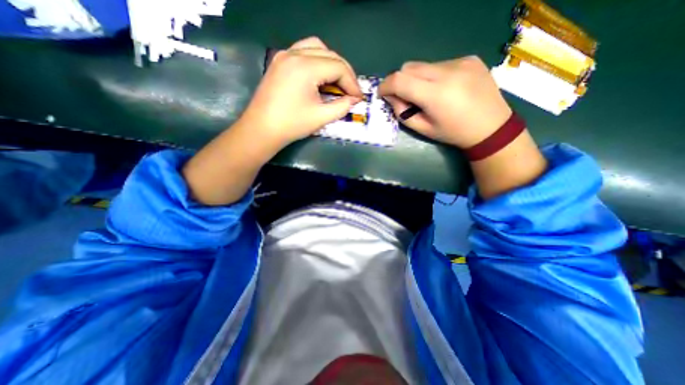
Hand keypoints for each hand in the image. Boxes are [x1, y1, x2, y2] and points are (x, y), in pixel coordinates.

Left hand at [238, 35, 360, 148]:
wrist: (262, 129)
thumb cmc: (292, 125)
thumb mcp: (321, 117)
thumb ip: (342, 106)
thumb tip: (354, 100)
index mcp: (305, 67)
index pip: (338, 67)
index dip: (352, 82)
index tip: (358, 98)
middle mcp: (294, 54)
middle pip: (330, 54)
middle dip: (345, 72)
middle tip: (351, 90)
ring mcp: (285, 55)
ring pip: (317, 48)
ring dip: (332, 62)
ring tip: (338, 81)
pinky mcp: (279, 61)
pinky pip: (304, 51)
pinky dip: (317, 60)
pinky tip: (321, 76)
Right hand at [380, 55, 512, 149]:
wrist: (491, 127)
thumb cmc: (453, 133)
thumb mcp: (423, 129)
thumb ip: (403, 113)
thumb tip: (391, 97)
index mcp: (435, 94)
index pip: (399, 80)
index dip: (385, 86)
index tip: (382, 94)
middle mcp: (448, 72)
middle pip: (409, 67)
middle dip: (400, 81)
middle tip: (404, 97)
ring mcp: (460, 62)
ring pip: (423, 65)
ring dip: (417, 79)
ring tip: (427, 94)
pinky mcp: (469, 58)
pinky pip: (439, 64)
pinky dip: (433, 75)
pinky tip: (444, 88)